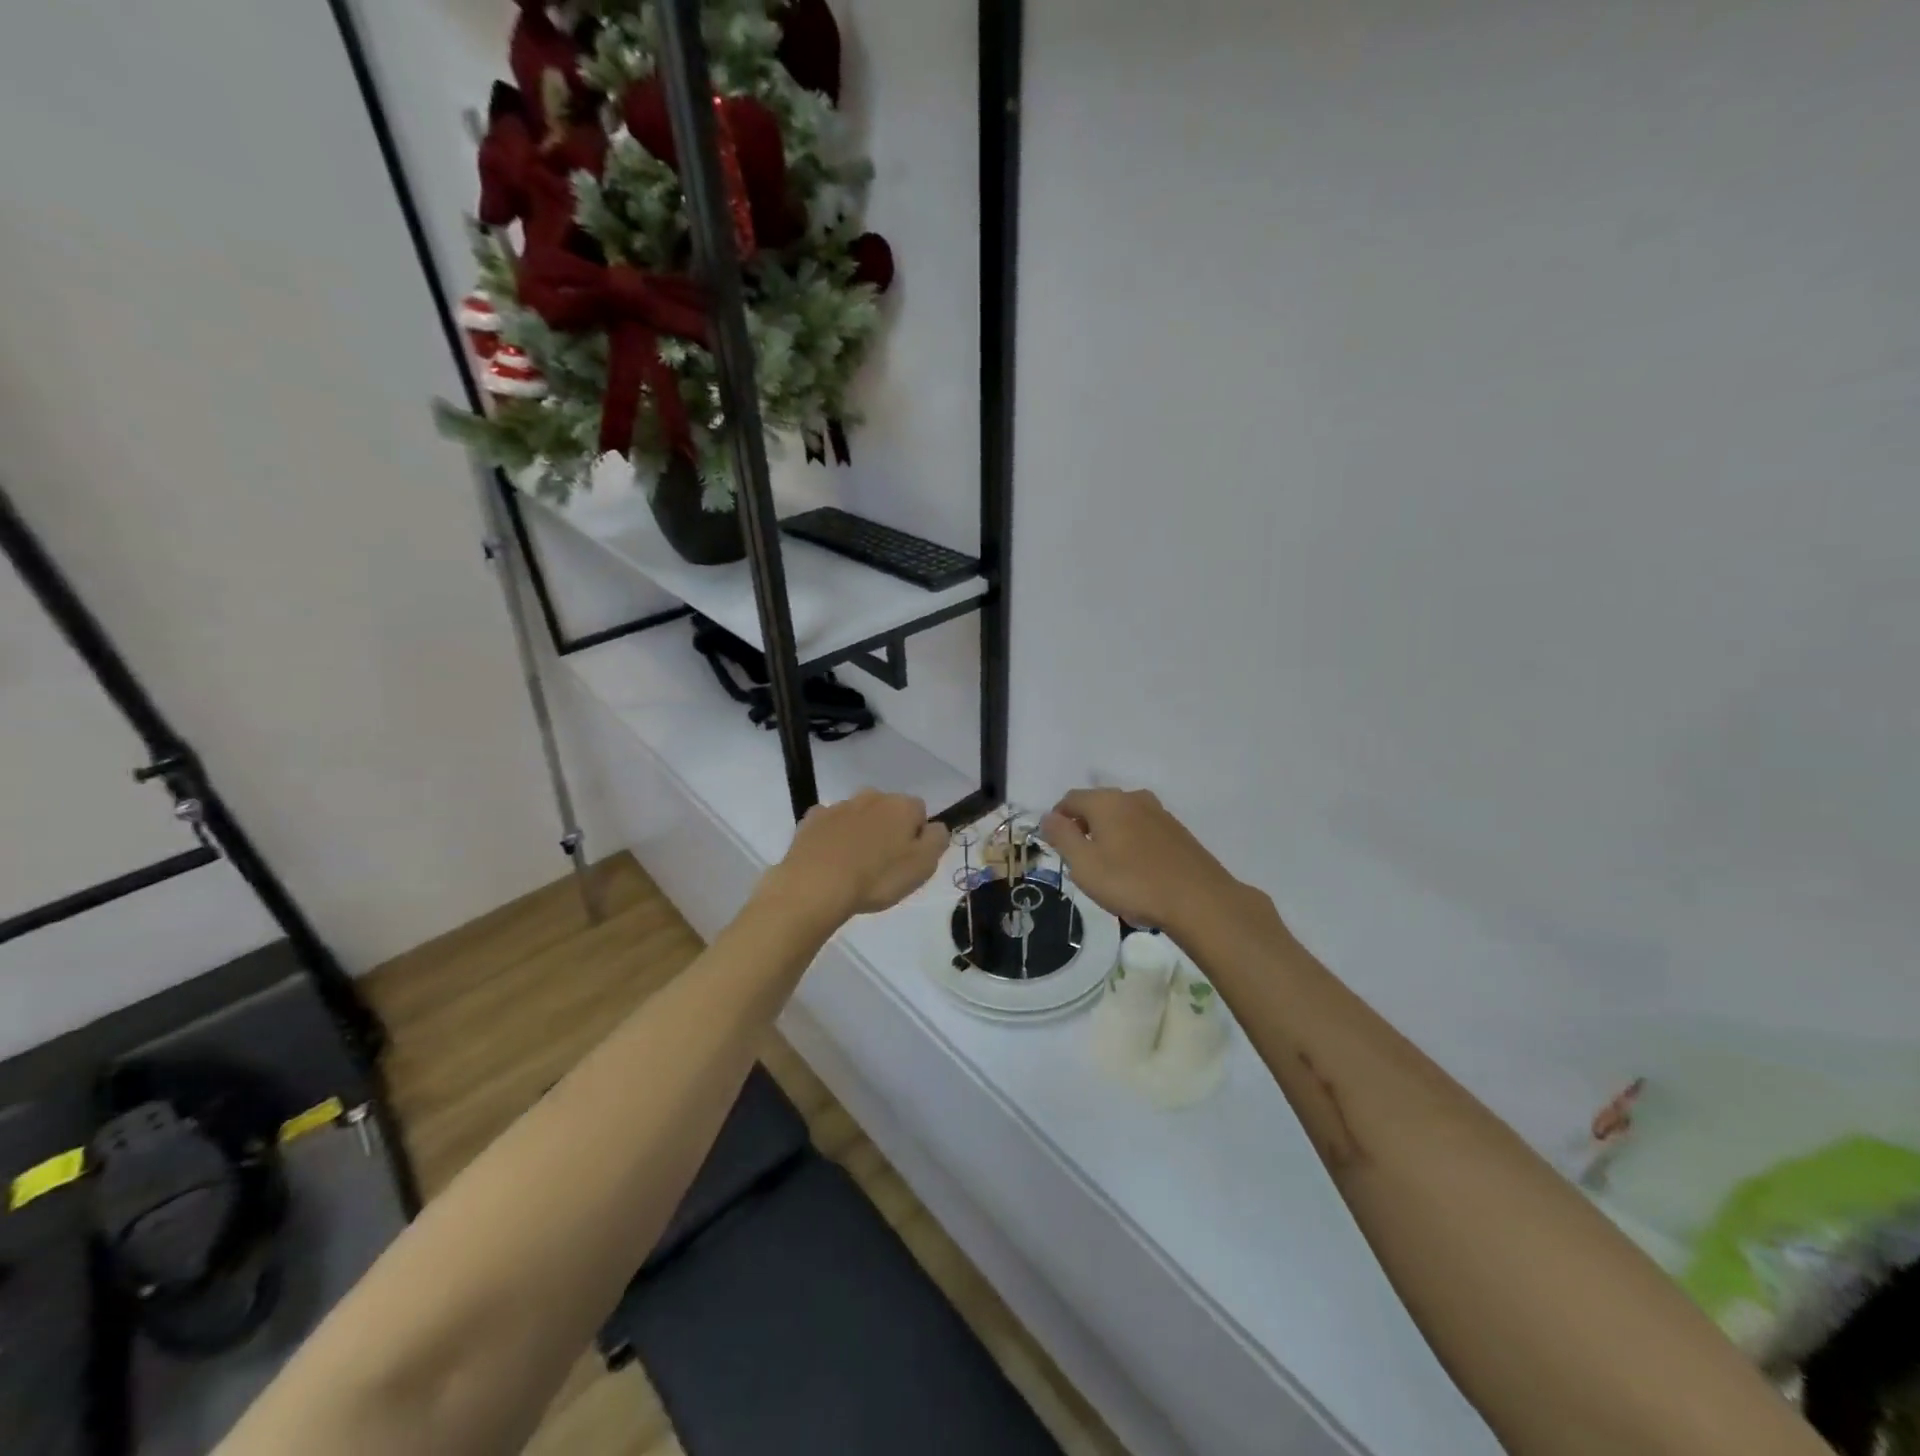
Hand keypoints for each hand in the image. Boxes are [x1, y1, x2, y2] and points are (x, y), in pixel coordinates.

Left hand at [768, 789, 949, 923]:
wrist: (816, 885)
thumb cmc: (877, 878)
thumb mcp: (923, 866)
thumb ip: (937, 840)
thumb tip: (934, 827)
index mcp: (901, 805)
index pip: (919, 812)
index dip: (917, 836)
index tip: (908, 860)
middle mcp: (871, 796)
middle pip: (888, 811)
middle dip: (888, 830)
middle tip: (882, 865)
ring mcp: (839, 805)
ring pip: (858, 816)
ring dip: (860, 833)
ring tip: (854, 866)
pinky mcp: (812, 819)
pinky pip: (830, 824)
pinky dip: (833, 837)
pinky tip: (830, 860)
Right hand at [1041, 788, 1240, 933]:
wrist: (1199, 900)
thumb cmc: (1132, 882)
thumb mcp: (1084, 864)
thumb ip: (1062, 837)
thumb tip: (1047, 817)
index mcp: (1106, 801)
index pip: (1070, 799)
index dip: (1057, 820)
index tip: (1055, 846)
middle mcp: (1133, 798)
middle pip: (1097, 806)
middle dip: (1084, 828)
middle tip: (1080, 861)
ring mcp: (1159, 813)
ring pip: (1122, 818)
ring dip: (1109, 837)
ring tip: (1109, 870)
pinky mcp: (1177, 831)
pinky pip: (1142, 831)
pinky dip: (1131, 844)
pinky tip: (1136, 872)